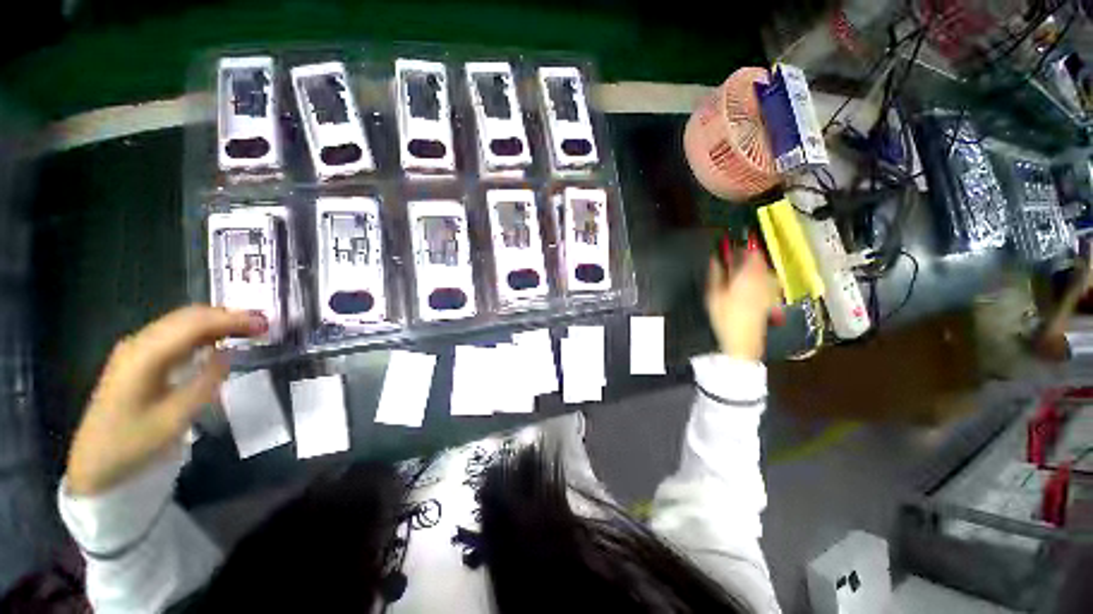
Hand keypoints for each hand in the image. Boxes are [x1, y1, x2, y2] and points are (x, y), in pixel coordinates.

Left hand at [65, 306, 265, 496]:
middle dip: (227, 316)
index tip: (264, 324)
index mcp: (145, 356)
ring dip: (217, 321)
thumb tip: (228, 353)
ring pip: (181, 322)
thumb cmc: (134, 443)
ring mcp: (136, 349)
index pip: (194, 324)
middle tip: (263, 324)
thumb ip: (205, 382)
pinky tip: (218, 339)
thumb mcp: (175, 418)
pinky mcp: (139, 358)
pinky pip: (175, 334)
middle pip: (187, 317)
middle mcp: (139, 343)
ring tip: (248, 329)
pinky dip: (202, 331)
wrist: (96, 462)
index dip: (231, 319)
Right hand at [705, 251, 779, 360]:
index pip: (751, 255)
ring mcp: (768, 291)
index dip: (744, 248)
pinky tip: (752, 284)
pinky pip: (768, 282)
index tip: (734, 247)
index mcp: (747, 277)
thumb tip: (715, 259)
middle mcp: (761, 281)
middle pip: (760, 262)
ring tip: (743, 270)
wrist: (742, 341)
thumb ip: (715, 275)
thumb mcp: (713, 295)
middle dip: (750, 257)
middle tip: (736, 258)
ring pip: (765, 272)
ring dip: (755, 268)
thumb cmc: (725, 318)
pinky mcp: (769, 300)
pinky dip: (760, 278)